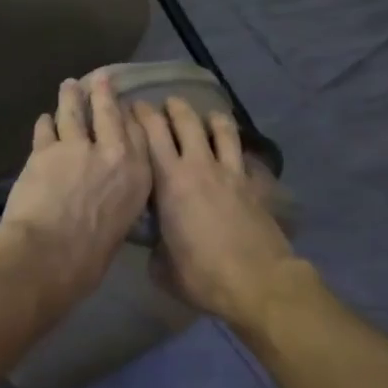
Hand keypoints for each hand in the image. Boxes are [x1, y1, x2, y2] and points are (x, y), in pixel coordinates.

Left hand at [0, 74, 152, 313]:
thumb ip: (117, 201)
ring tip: (68, 85)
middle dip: (104, 93)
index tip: (125, 108)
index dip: (129, 117)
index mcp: (138, 176)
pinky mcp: (45, 149)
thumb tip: (107, 198)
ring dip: (70, 97)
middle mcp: (113, 153)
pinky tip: (44, 119)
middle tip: (100, 79)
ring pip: (74, 112)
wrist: (49, 254)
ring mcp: (77, 147)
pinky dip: (45, 123)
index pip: (138, 134)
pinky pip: (46, 129)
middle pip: (109, 113)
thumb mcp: (120, 227)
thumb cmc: (89, 258)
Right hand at [133, 98, 300, 327]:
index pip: (151, 134)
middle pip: (185, 121)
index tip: (131, 109)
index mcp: (169, 182)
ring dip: (208, 116)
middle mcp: (199, 166)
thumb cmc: (201, 275)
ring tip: (203, 115)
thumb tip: (154, 240)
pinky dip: (233, 144)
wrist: (257, 281)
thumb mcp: (161, 266)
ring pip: (220, 128)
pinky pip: (242, 153)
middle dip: (172, 107)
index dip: (140, 116)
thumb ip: (153, 245)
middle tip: (163, 105)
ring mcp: (230, 172)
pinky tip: (230, 149)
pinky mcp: (253, 184)